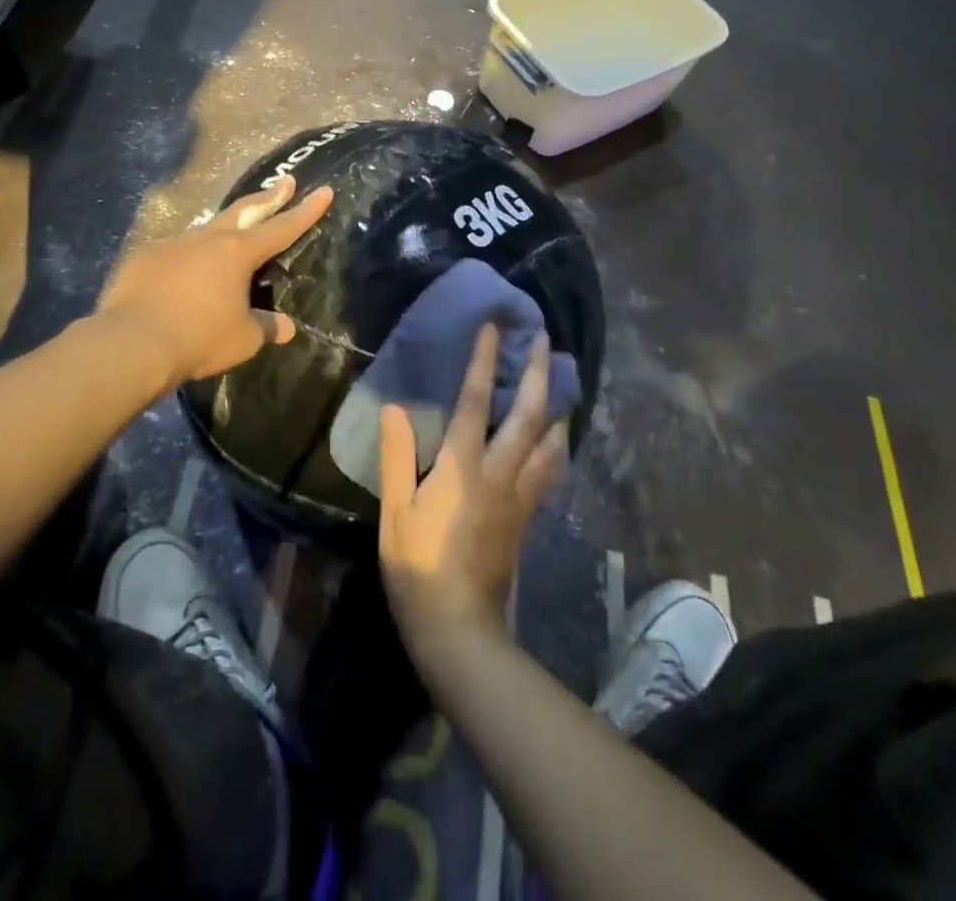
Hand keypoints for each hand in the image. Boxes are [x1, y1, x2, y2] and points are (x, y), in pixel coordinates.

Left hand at [96, 175, 332, 385]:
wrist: (132, 343)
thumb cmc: (199, 338)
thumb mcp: (243, 339)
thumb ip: (266, 327)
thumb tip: (286, 326)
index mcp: (238, 253)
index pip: (282, 228)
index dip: (306, 211)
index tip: (324, 190)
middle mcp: (207, 239)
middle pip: (245, 211)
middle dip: (269, 197)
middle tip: (285, 182)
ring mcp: (173, 245)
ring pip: (207, 229)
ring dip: (226, 226)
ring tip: (233, 231)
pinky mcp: (146, 259)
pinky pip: (176, 252)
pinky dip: (189, 257)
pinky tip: (185, 272)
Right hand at [378, 324, 569, 655]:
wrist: (457, 627)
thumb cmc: (417, 566)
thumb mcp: (395, 511)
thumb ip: (396, 457)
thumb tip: (395, 408)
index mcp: (463, 466)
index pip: (476, 401)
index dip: (484, 361)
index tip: (493, 329)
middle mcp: (500, 473)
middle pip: (530, 414)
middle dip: (538, 372)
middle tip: (545, 340)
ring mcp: (519, 497)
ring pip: (551, 443)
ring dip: (557, 407)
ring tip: (560, 383)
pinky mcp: (527, 518)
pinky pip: (550, 471)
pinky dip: (556, 446)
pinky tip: (556, 440)